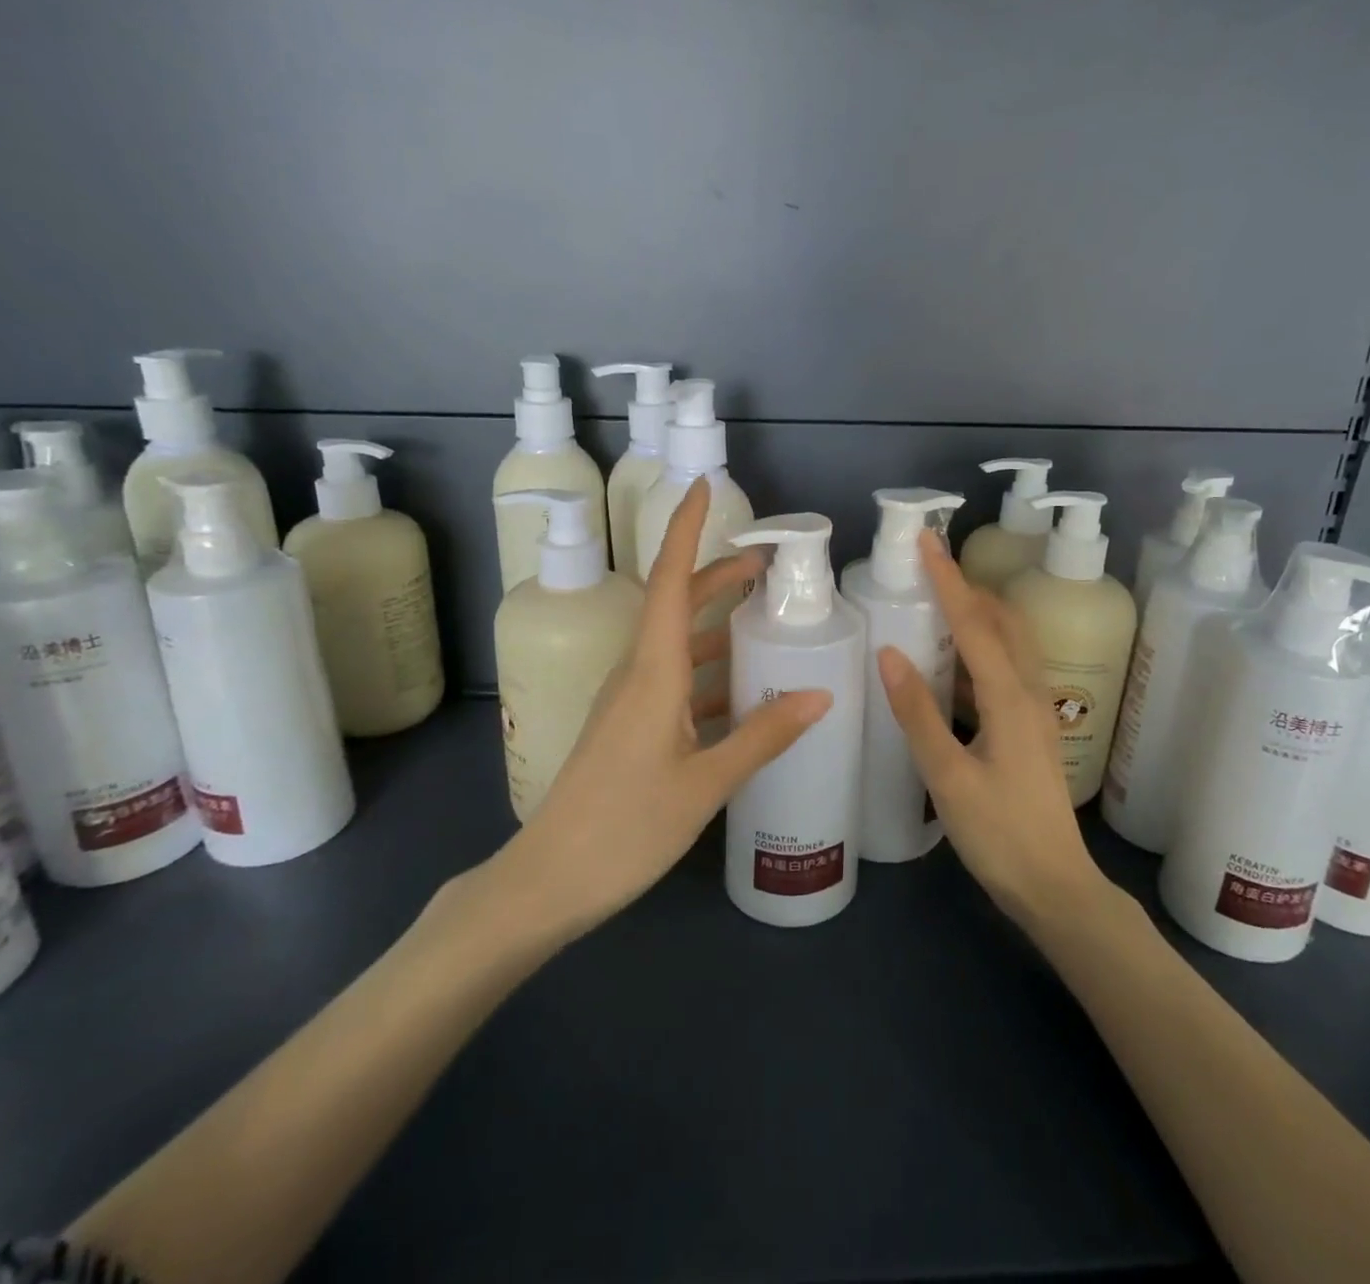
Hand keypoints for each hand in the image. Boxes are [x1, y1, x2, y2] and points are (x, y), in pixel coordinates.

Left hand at [480, 478, 831, 935]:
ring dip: (716, 624)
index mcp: (651, 671)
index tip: (702, 487)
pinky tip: (742, 690)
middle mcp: (636, 672)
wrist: (549, 880)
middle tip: (769, 568)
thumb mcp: (705, 782)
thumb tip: (820, 694)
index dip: (684, 530)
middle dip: (716, 576)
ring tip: (765, 622)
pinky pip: (673, 679)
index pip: (668, 580)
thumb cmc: (625, 827)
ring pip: (675, 643)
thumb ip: (763, 735)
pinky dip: (709, 670)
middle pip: (675, 604)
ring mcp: (629, 701)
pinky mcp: (629, 727)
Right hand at [878, 532, 1104, 925]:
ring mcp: (1035, 711)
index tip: (926, 541)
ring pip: (1009, 643)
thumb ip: (917, 713)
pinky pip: (1006, 668)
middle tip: (928, 568)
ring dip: (977, 614)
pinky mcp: (1030, 729)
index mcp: (1010, 697)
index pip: (974, 622)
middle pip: (1003, 621)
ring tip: (936, 603)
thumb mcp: (948, 776)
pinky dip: (979, 648)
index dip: (948, 579)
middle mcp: (1030, 692)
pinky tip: (952, 663)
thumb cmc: (999, 834)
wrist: (1055, 887)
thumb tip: (889, 651)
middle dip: (968, 587)